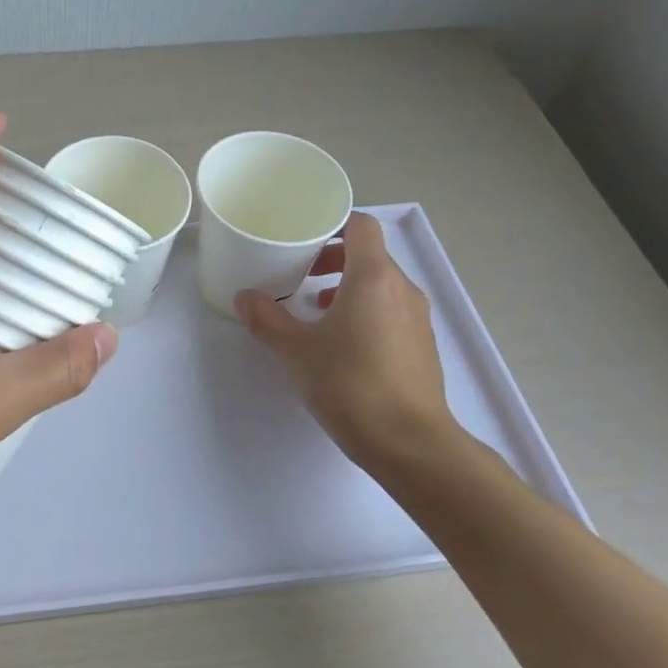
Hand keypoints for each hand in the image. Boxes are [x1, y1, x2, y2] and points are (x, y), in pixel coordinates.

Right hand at [234, 211, 460, 479]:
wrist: (411, 444)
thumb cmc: (350, 385)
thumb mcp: (295, 350)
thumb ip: (267, 319)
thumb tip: (245, 298)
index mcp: (373, 277)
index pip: (360, 225)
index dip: (332, 223)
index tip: (303, 236)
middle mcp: (401, 289)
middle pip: (369, 254)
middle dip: (333, 257)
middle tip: (300, 272)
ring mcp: (417, 318)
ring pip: (381, 283)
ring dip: (347, 285)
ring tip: (315, 306)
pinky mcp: (422, 345)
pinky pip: (390, 309)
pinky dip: (364, 309)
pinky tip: (340, 340)